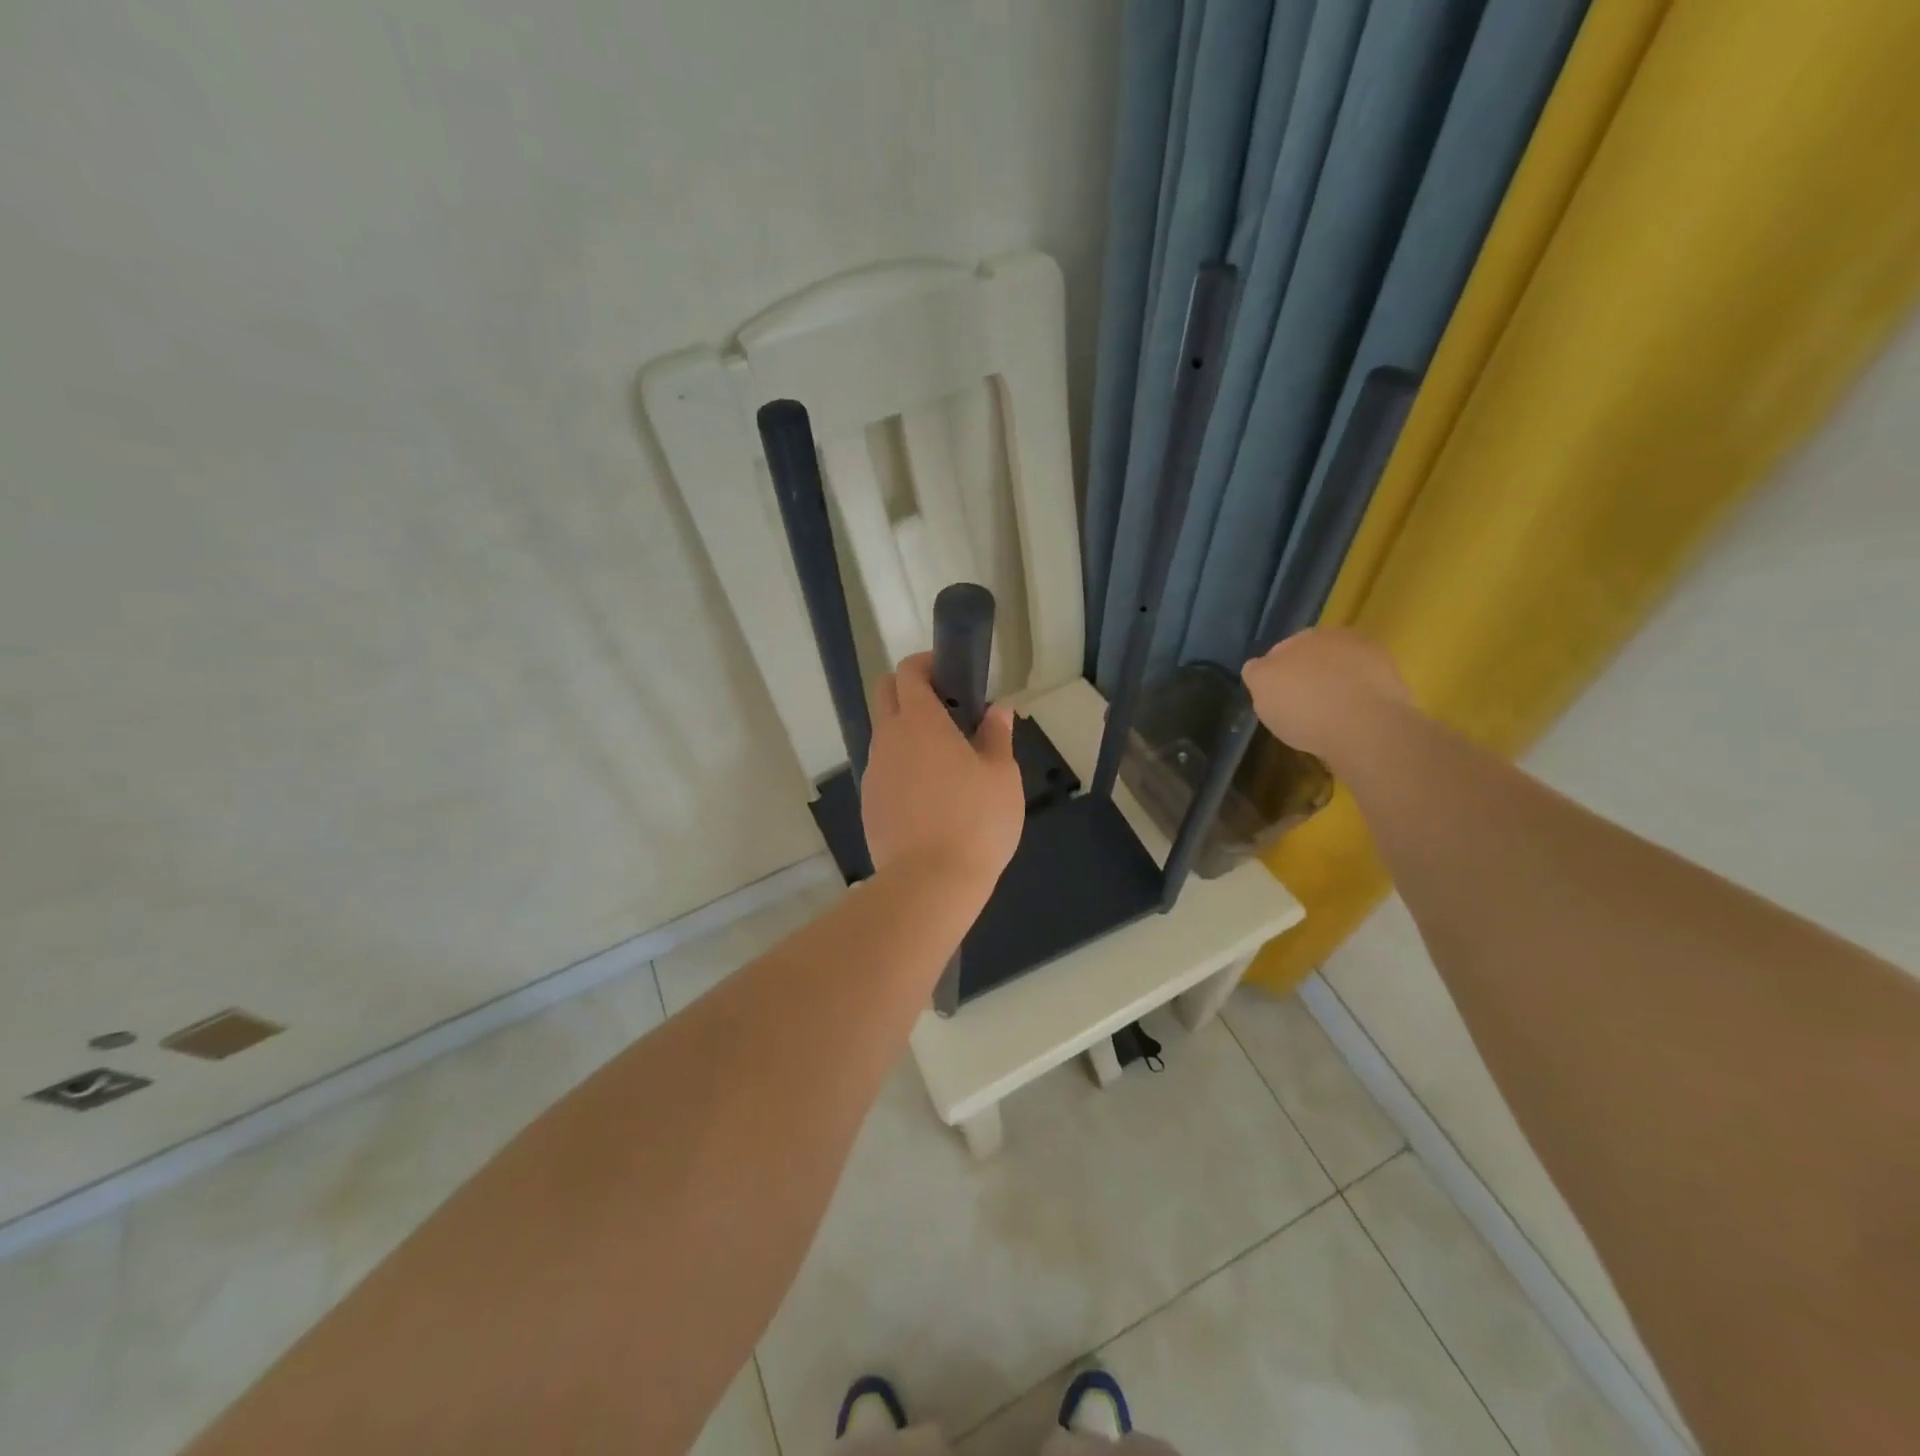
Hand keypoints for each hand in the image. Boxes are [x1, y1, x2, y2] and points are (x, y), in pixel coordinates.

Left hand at [861, 653, 1024, 896]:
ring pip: (884, 734)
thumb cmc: (975, 821)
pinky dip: (902, 767)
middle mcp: (888, 739)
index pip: (908, 673)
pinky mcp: (869, 803)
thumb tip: (998, 711)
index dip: (926, 664)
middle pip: (885, 694)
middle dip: (909, 689)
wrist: (930, 883)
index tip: (949, 673)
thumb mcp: (1002, 776)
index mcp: (920, 722)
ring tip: (944, 761)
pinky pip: (883, 770)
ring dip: (907, 732)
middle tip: (947, 710)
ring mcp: (874, 772)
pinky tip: (929, 797)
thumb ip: (997, 736)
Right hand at [1241, 627, 1412, 762]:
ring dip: (1335, 690)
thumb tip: (1260, 668)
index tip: (1274, 699)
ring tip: (1325, 720)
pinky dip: (1356, 705)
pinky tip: (1348, 726)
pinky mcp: (1396, 686)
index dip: (1275, 675)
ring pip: (1343, 674)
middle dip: (1307, 677)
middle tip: (1298, 708)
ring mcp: (1373, 660)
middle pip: (1315, 659)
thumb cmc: (1303, 705)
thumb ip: (1257, 671)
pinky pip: (1365, 694)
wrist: (1365, 729)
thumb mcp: (1261, 686)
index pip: (1282, 650)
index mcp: (1305, 635)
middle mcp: (1341, 639)